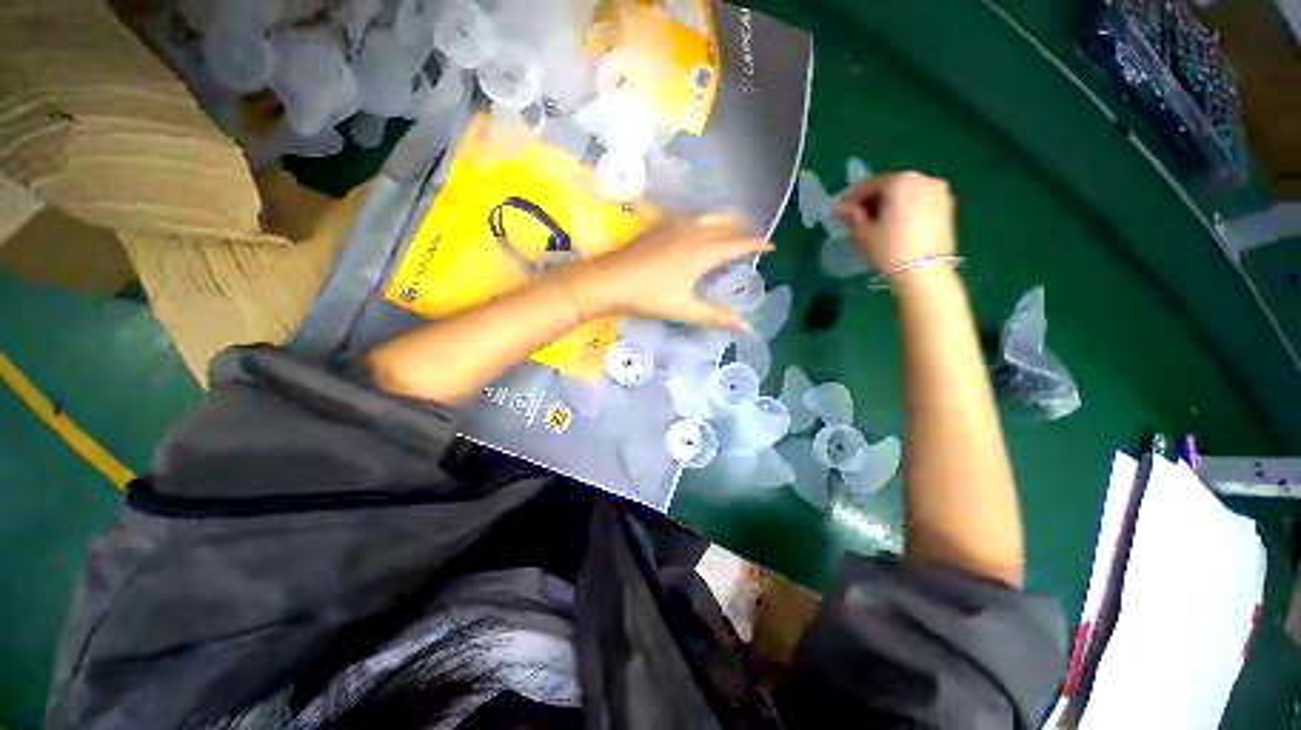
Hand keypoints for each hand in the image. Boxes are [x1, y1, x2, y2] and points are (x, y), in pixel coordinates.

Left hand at [559, 215, 772, 331]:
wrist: (609, 280)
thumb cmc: (650, 296)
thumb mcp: (686, 310)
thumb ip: (717, 317)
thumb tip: (747, 328)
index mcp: (704, 251)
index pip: (739, 243)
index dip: (757, 244)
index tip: (771, 246)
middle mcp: (694, 232)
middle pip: (727, 224)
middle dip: (744, 229)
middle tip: (754, 238)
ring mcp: (675, 226)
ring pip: (709, 217)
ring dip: (725, 221)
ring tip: (732, 229)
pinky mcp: (660, 226)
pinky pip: (691, 218)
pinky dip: (705, 221)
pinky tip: (699, 228)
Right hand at [836, 172, 955, 273]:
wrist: (924, 271)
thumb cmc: (888, 249)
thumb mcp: (863, 232)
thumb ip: (851, 215)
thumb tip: (841, 207)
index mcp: (899, 181)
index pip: (869, 184)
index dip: (852, 197)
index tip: (840, 209)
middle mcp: (922, 179)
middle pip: (890, 185)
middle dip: (872, 199)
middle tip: (856, 216)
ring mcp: (938, 191)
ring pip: (906, 192)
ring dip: (889, 203)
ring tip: (876, 221)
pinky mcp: (947, 206)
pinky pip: (919, 200)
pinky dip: (905, 207)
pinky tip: (895, 224)